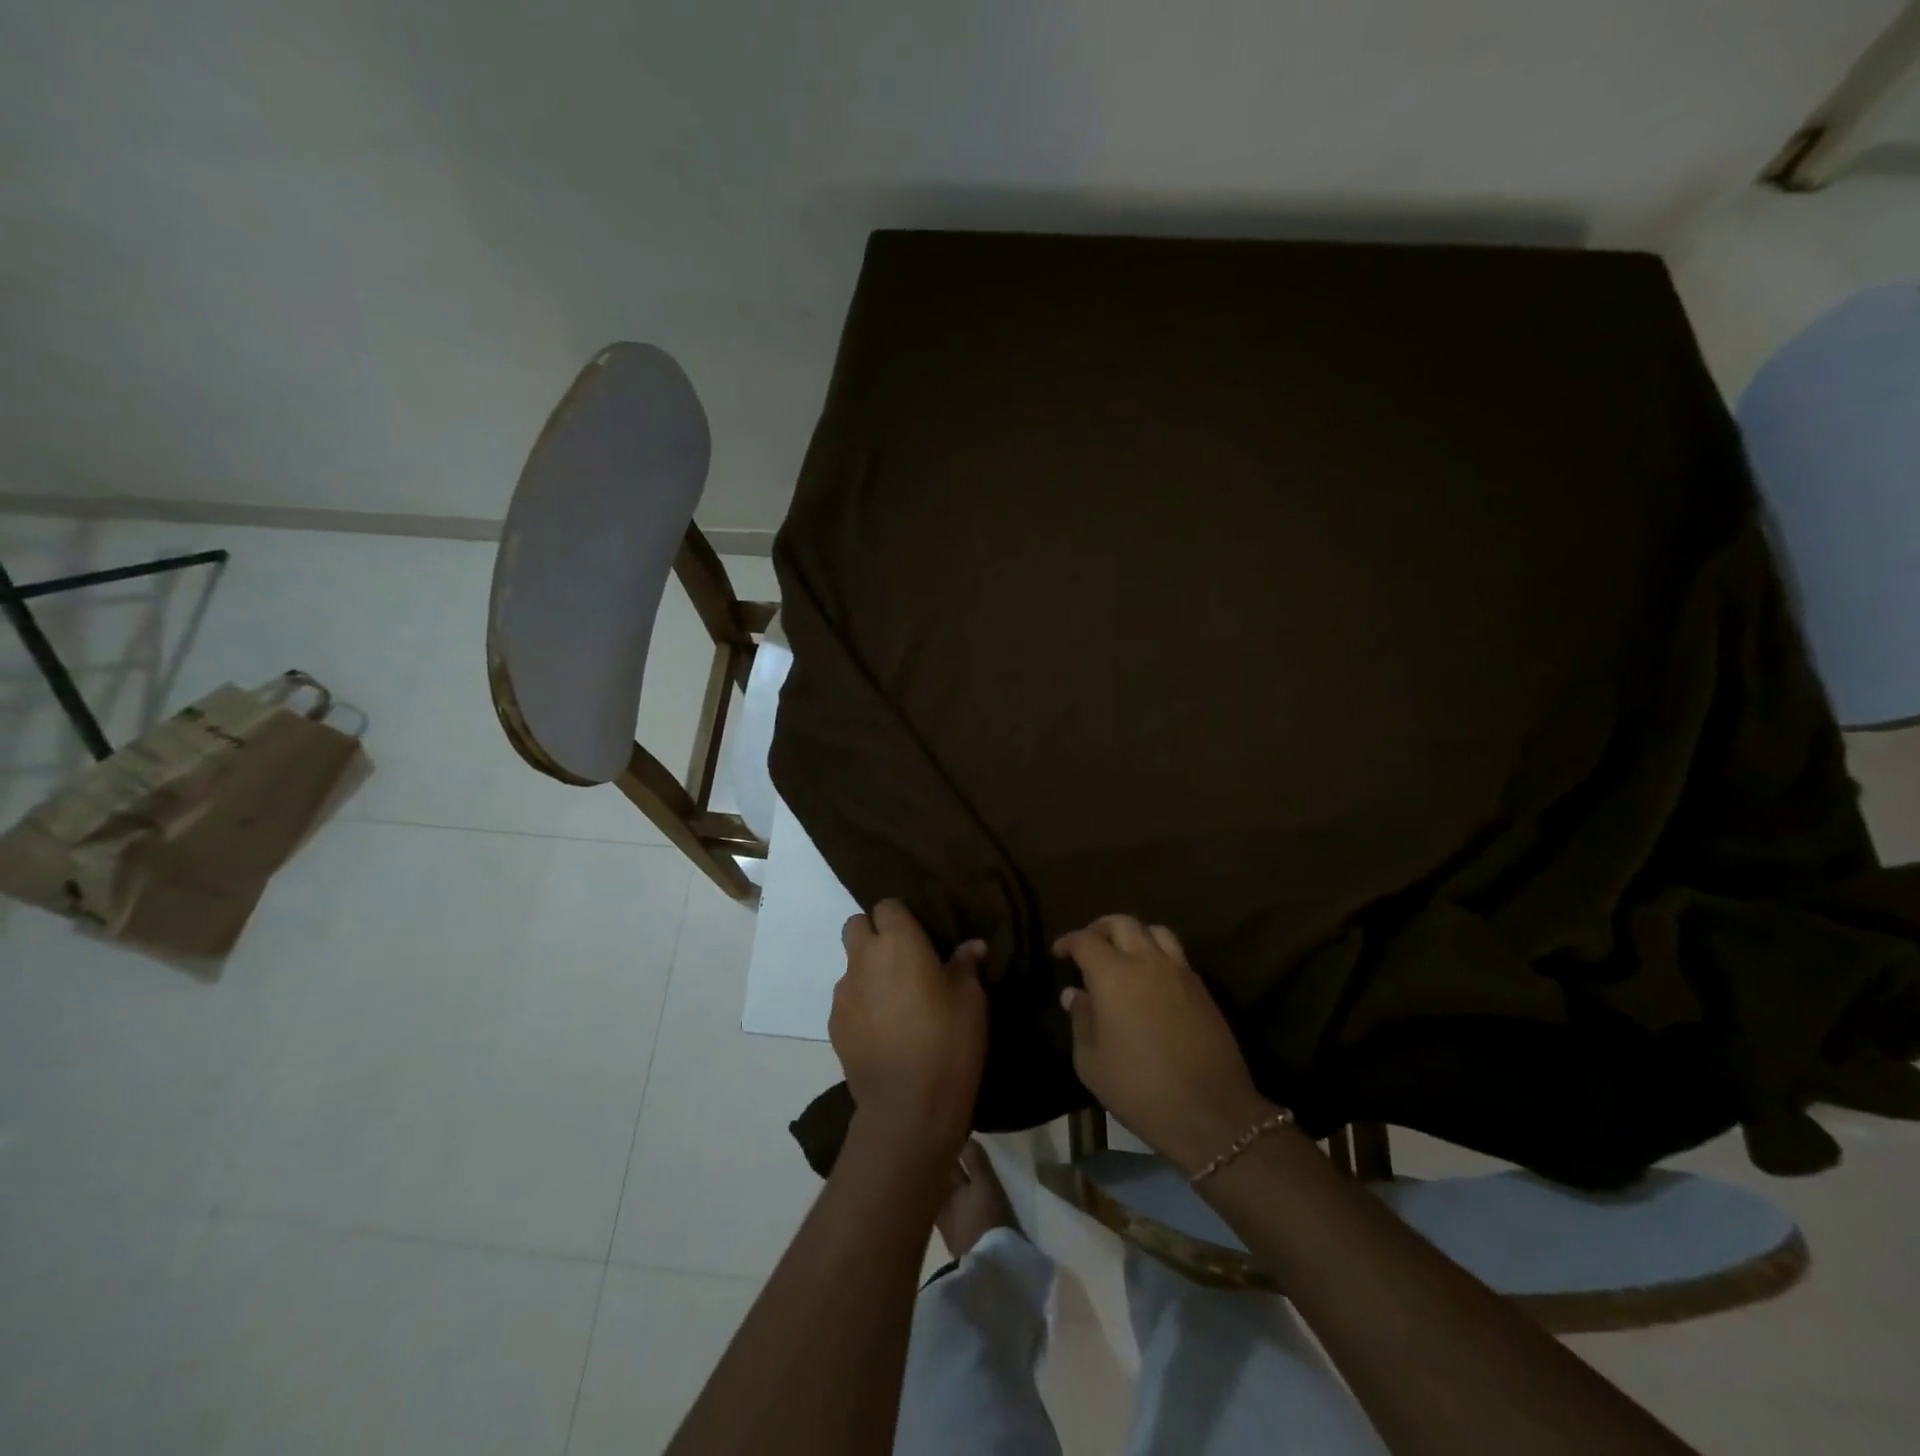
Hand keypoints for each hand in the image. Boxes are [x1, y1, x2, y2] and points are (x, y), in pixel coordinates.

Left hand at [832, 900, 988, 1161]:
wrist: (908, 1105)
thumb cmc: (948, 1040)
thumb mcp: (971, 1000)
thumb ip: (965, 966)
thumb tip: (973, 946)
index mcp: (899, 942)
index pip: (887, 906)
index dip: (901, 917)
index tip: (920, 936)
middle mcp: (864, 958)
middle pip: (856, 925)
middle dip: (874, 933)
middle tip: (902, 959)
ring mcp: (844, 992)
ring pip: (850, 964)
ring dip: (867, 970)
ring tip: (893, 999)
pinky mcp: (834, 1024)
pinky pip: (846, 998)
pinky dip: (861, 1003)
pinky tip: (882, 1029)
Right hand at [1055, 915, 1275, 1175]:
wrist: (1210, 1112)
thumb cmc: (1139, 1089)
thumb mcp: (1091, 1062)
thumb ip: (1080, 1020)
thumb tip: (1074, 994)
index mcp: (1113, 975)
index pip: (1086, 940)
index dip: (1069, 941)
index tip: (1059, 952)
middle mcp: (1147, 961)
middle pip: (1123, 923)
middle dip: (1100, 928)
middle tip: (1089, 945)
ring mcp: (1180, 972)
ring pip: (1155, 931)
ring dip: (1134, 933)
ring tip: (1123, 952)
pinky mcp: (1202, 988)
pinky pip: (1176, 954)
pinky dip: (1157, 953)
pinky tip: (1150, 977)